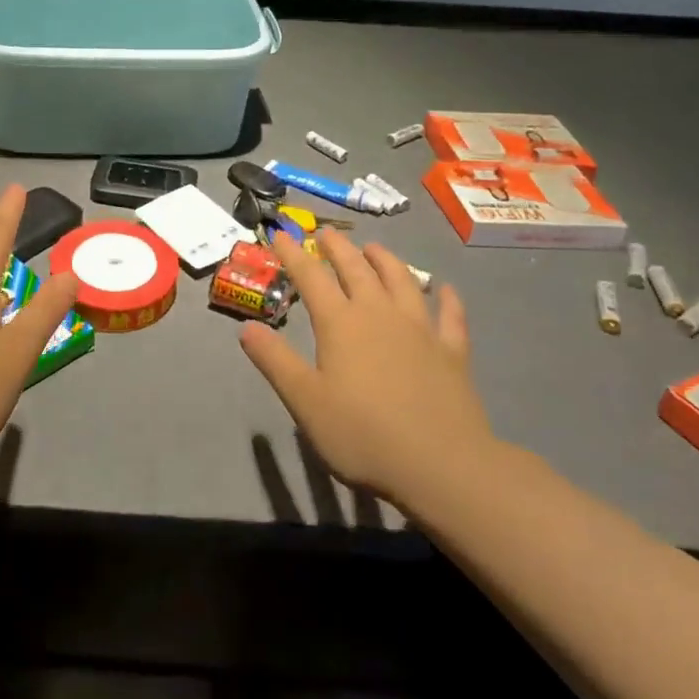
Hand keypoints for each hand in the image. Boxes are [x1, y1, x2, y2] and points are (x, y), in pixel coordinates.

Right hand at [239, 230, 498, 501]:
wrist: (442, 465)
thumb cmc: (363, 434)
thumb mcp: (305, 401)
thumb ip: (275, 361)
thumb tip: (247, 328)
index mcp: (341, 323)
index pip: (311, 277)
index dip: (293, 254)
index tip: (279, 234)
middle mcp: (380, 314)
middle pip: (357, 269)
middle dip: (338, 248)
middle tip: (326, 233)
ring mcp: (421, 329)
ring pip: (402, 281)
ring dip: (386, 260)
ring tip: (374, 248)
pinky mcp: (452, 352)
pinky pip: (450, 316)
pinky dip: (447, 298)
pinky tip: (446, 289)